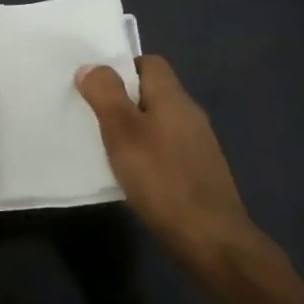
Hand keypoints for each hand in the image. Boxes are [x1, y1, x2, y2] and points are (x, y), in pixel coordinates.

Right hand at [76, 55, 276, 279]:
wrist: (212, 240)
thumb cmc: (162, 179)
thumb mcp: (123, 132)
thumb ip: (105, 95)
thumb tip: (91, 67)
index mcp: (173, 97)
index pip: (150, 63)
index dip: (122, 68)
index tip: (97, 89)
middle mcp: (190, 114)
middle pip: (153, 92)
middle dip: (123, 101)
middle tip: (94, 119)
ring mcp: (198, 145)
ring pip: (159, 122)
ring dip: (134, 130)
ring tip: (108, 148)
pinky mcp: (200, 172)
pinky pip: (167, 149)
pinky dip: (148, 154)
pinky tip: (133, 176)